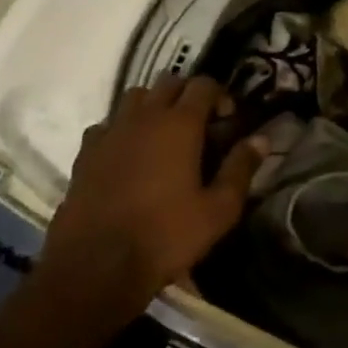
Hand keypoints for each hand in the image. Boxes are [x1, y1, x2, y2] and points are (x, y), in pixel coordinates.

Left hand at [39, 75, 262, 320]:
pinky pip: (108, 123)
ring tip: (163, 135)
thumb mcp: (218, 210)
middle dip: (188, 95)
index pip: (203, 84)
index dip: (220, 95)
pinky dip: (122, 128)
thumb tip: (261, 139)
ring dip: (154, 105)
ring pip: (135, 96)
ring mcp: (111, 130)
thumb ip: (240, 169)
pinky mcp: (86, 150)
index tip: (227, 120)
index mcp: (179, 124)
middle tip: (199, 125)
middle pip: (169, 82)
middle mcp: (144, 116)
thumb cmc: (165, 236)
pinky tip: (127, 154)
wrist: (96, 264)